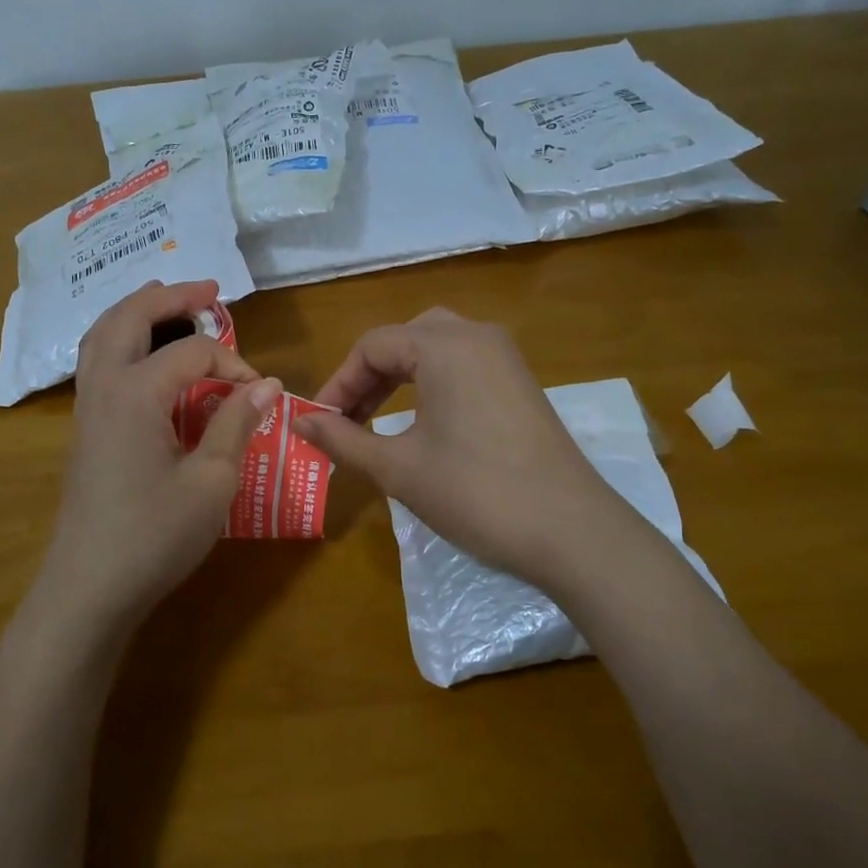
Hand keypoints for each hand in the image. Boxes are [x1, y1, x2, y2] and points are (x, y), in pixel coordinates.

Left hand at [38, 280, 281, 631]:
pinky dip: (121, 341)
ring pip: (102, 336)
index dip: (233, 363)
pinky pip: (98, 364)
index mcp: (135, 392)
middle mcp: (103, 387)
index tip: (261, 393)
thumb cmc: (155, 535)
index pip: (192, 353)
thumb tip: (266, 384)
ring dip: (137, 312)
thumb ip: (237, 424)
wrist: (90, 588)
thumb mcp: (212, 480)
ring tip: (169, 303)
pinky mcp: (83, 430)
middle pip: (129, 318)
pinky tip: (144, 358)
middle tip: (208, 289)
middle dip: (170, 297)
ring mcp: (86, 409)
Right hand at [294, 309, 631, 590]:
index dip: (338, 384)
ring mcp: (506, 359)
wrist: (569, 531)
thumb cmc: (474, 493)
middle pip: (404, 339)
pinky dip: (432, 384)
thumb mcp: (398, 467)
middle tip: (346, 419)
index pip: (372, 346)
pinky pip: (464, 366)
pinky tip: (422, 422)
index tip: (318, 423)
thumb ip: (343, 439)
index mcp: (444, 345)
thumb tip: (299, 421)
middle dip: (368, 377)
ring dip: (399, 378)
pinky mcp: (521, 384)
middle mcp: (477, 336)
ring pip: (436, 350)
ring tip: (374, 420)